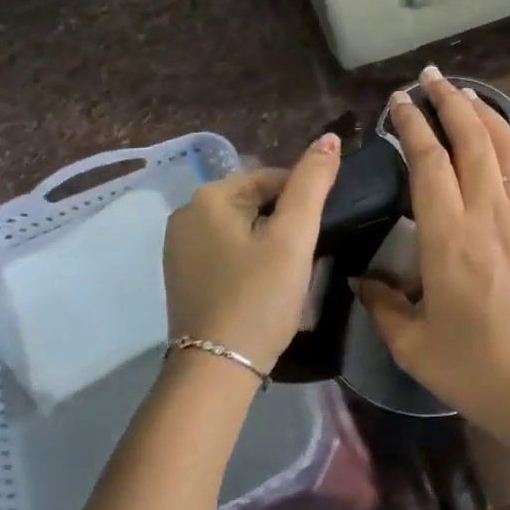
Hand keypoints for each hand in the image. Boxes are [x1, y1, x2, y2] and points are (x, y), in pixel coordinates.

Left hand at [162, 134, 340, 373]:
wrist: (217, 371)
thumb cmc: (259, 296)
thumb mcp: (294, 236)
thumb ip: (313, 182)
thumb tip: (330, 138)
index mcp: (208, 197)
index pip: (274, 178)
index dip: (304, 203)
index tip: (318, 235)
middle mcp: (185, 214)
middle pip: (257, 201)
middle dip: (285, 222)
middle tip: (304, 257)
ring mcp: (179, 248)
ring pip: (244, 227)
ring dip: (270, 241)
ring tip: (287, 274)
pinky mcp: (183, 276)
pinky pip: (227, 251)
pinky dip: (250, 259)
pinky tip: (263, 286)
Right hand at [361, 69, 509, 454]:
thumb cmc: (476, 368)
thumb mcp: (414, 345)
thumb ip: (384, 305)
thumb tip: (364, 279)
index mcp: (447, 236)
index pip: (427, 161)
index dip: (412, 125)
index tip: (399, 102)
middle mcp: (488, 213)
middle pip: (469, 140)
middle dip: (448, 102)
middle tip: (431, 78)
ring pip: (507, 149)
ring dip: (486, 113)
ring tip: (467, 92)